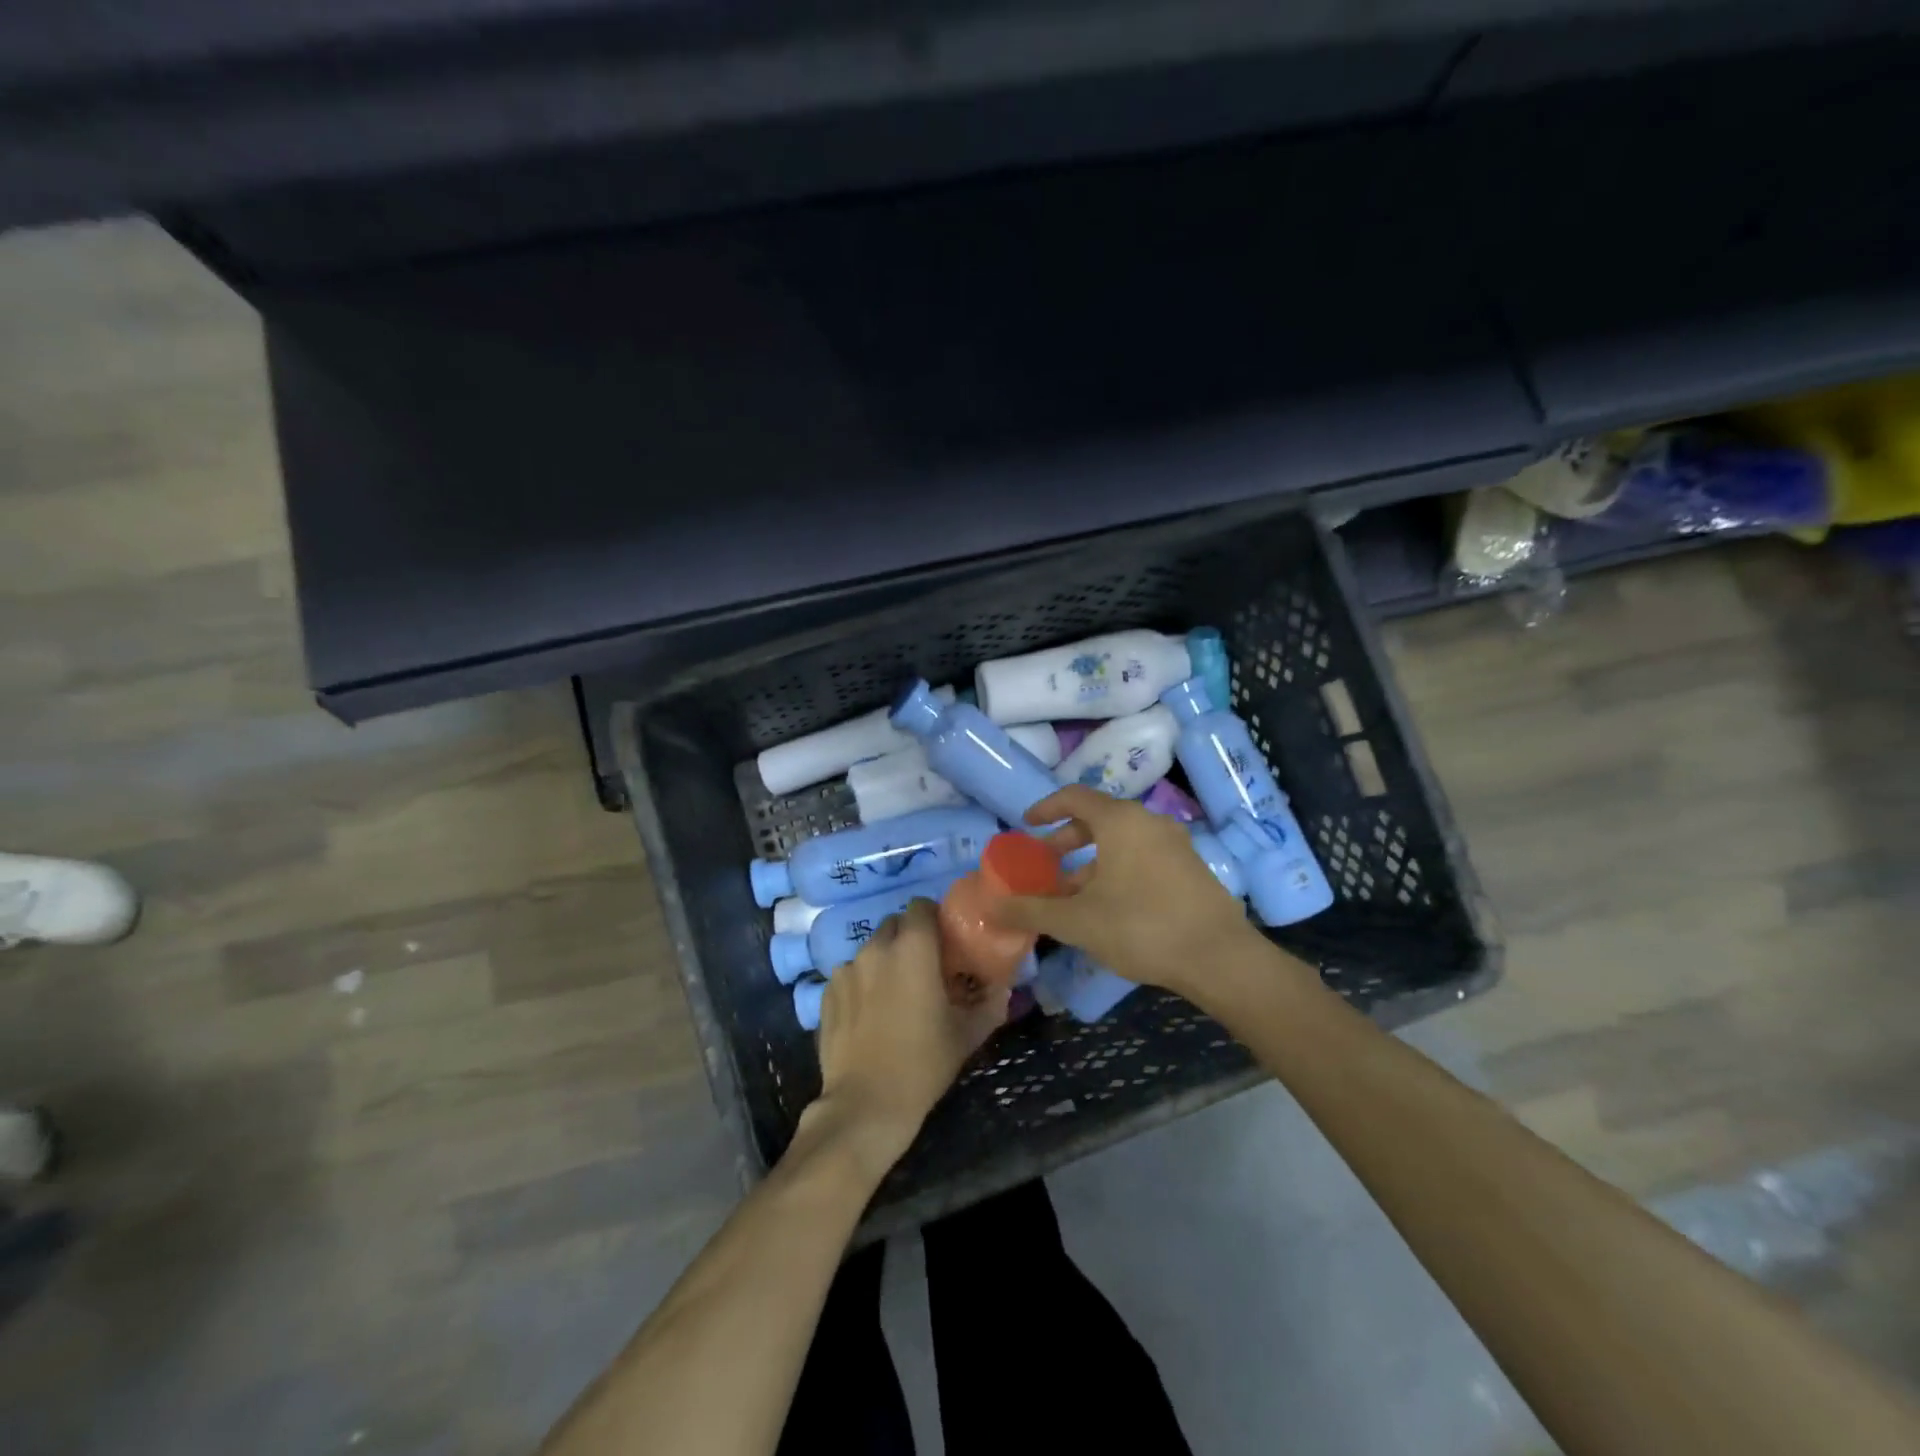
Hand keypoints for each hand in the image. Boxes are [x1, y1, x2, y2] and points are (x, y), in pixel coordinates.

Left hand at [812, 898, 1007, 1169]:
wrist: (865, 1105)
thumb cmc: (923, 1064)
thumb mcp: (967, 1034)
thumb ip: (990, 1003)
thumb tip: (1003, 987)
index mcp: (913, 948)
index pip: (921, 905)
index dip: (934, 918)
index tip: (944, 942)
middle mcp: (876, 948)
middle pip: (895, 924)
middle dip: (910, 938)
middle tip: (924, 969)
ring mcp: (846, 969)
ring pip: (871, 950)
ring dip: (885, 962)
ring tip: (894, 995)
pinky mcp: (826, 992)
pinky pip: (849, 975)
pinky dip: (861, 984)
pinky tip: (869, 1015)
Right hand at [994, 785, 1257, 997]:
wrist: (1219, 958)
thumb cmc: (1141, 928)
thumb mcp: (1077, 921)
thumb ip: (1031, 910)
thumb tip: (993, 907)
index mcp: (1121, 821)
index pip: (1074, 797)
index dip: (1046, 808)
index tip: (1026, 825)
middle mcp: (1149, 822)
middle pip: (1099, 818)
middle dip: (1067, 840)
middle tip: (1046, 863)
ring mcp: (1175, 844)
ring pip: (1122, 841)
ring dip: (1092, 861)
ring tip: (1073, 894)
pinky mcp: (1191, 868)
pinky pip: (1144, 856)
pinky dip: (1118, 869)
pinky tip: (1110, 907)